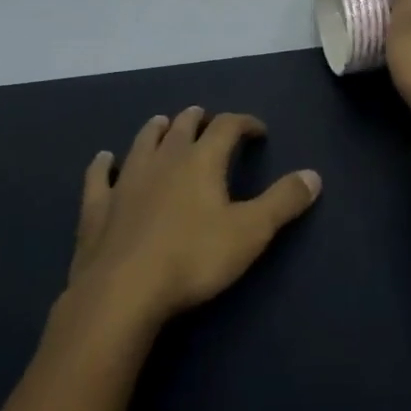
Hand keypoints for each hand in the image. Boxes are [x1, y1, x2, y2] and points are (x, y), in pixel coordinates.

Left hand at [67, 108, 319, 327]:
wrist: (122, 292)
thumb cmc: (193, 259)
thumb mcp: (250, 232)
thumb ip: (283, 201)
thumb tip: (314, 175)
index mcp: (201, 161)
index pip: (227, 127)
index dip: (244, 123)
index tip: (258, 130)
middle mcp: (163, 160)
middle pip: (181, 127)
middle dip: (197, 119)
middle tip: (205, 117)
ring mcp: (126, 181)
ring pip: (142, 142)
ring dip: (156, 130)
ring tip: (162, 123)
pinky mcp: (97, 207)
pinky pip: (99, 177)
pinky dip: (103, 164)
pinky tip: (104, 159)